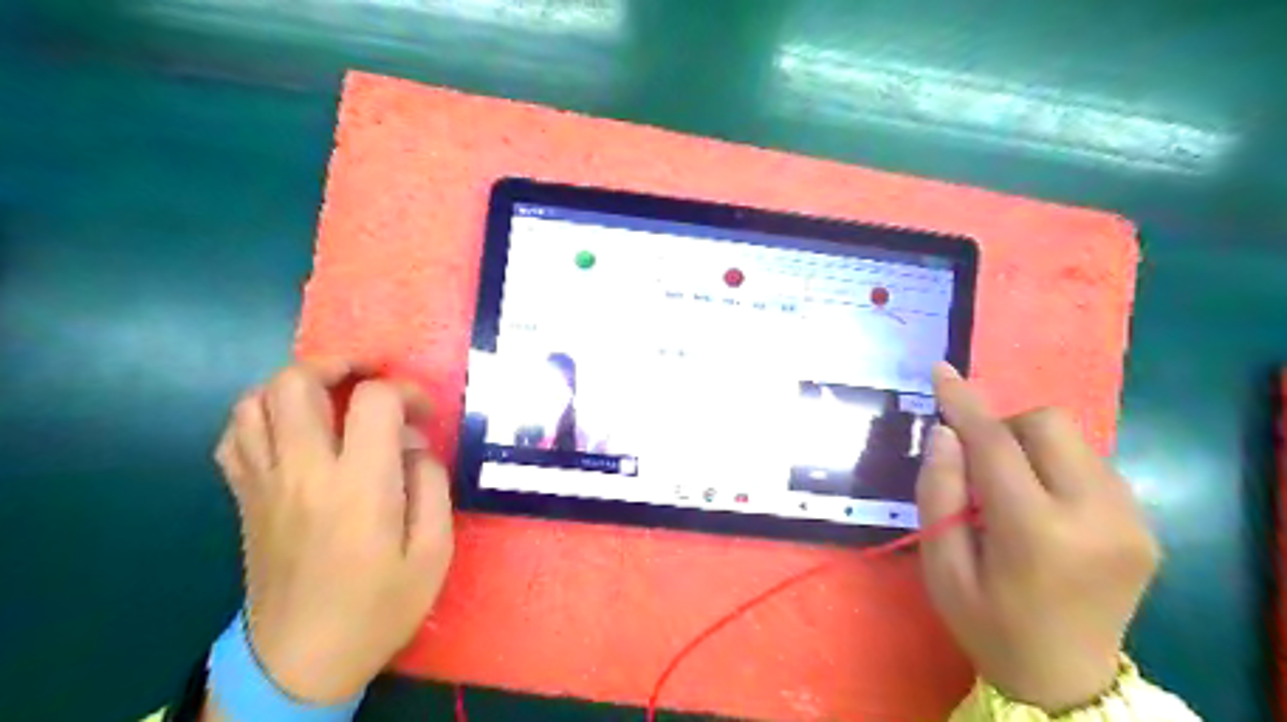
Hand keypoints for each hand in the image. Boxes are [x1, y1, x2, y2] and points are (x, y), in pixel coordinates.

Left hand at [211, 361, 450, 705]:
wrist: (300, 662)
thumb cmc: (379, 607)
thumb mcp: (433, 551)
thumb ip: (431, 484)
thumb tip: (413, 442)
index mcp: (358, 486)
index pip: (372, 401)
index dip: (405, 392)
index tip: (424, 412)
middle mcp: (302, 472)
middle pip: (295, 383)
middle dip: (336, 364)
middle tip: (368, 377)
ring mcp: (264, 483)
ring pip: (254, 401)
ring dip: (295, 384)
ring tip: (331, 395)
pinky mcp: (244, 498)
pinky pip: (235, 435)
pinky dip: (261, 414)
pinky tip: (291, 427)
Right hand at [914, 363, 1155, 713]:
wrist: (1066, 680)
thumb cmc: (987, 624)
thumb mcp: (941, 566)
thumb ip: (938, 492)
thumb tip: (946, 433)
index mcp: (1037, 534)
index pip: (996, 445)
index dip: (965, 403)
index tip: (942, 371)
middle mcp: (1097, 517)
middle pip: (1048, 424)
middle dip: (1004, 427)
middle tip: (978, 466)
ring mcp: (1132, 520)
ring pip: (1074, 438)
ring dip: (1030, 446)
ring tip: (1009, 490)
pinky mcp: (1145, 524)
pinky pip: (1092, 462)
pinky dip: (1056, 465)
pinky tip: (1042, 504)